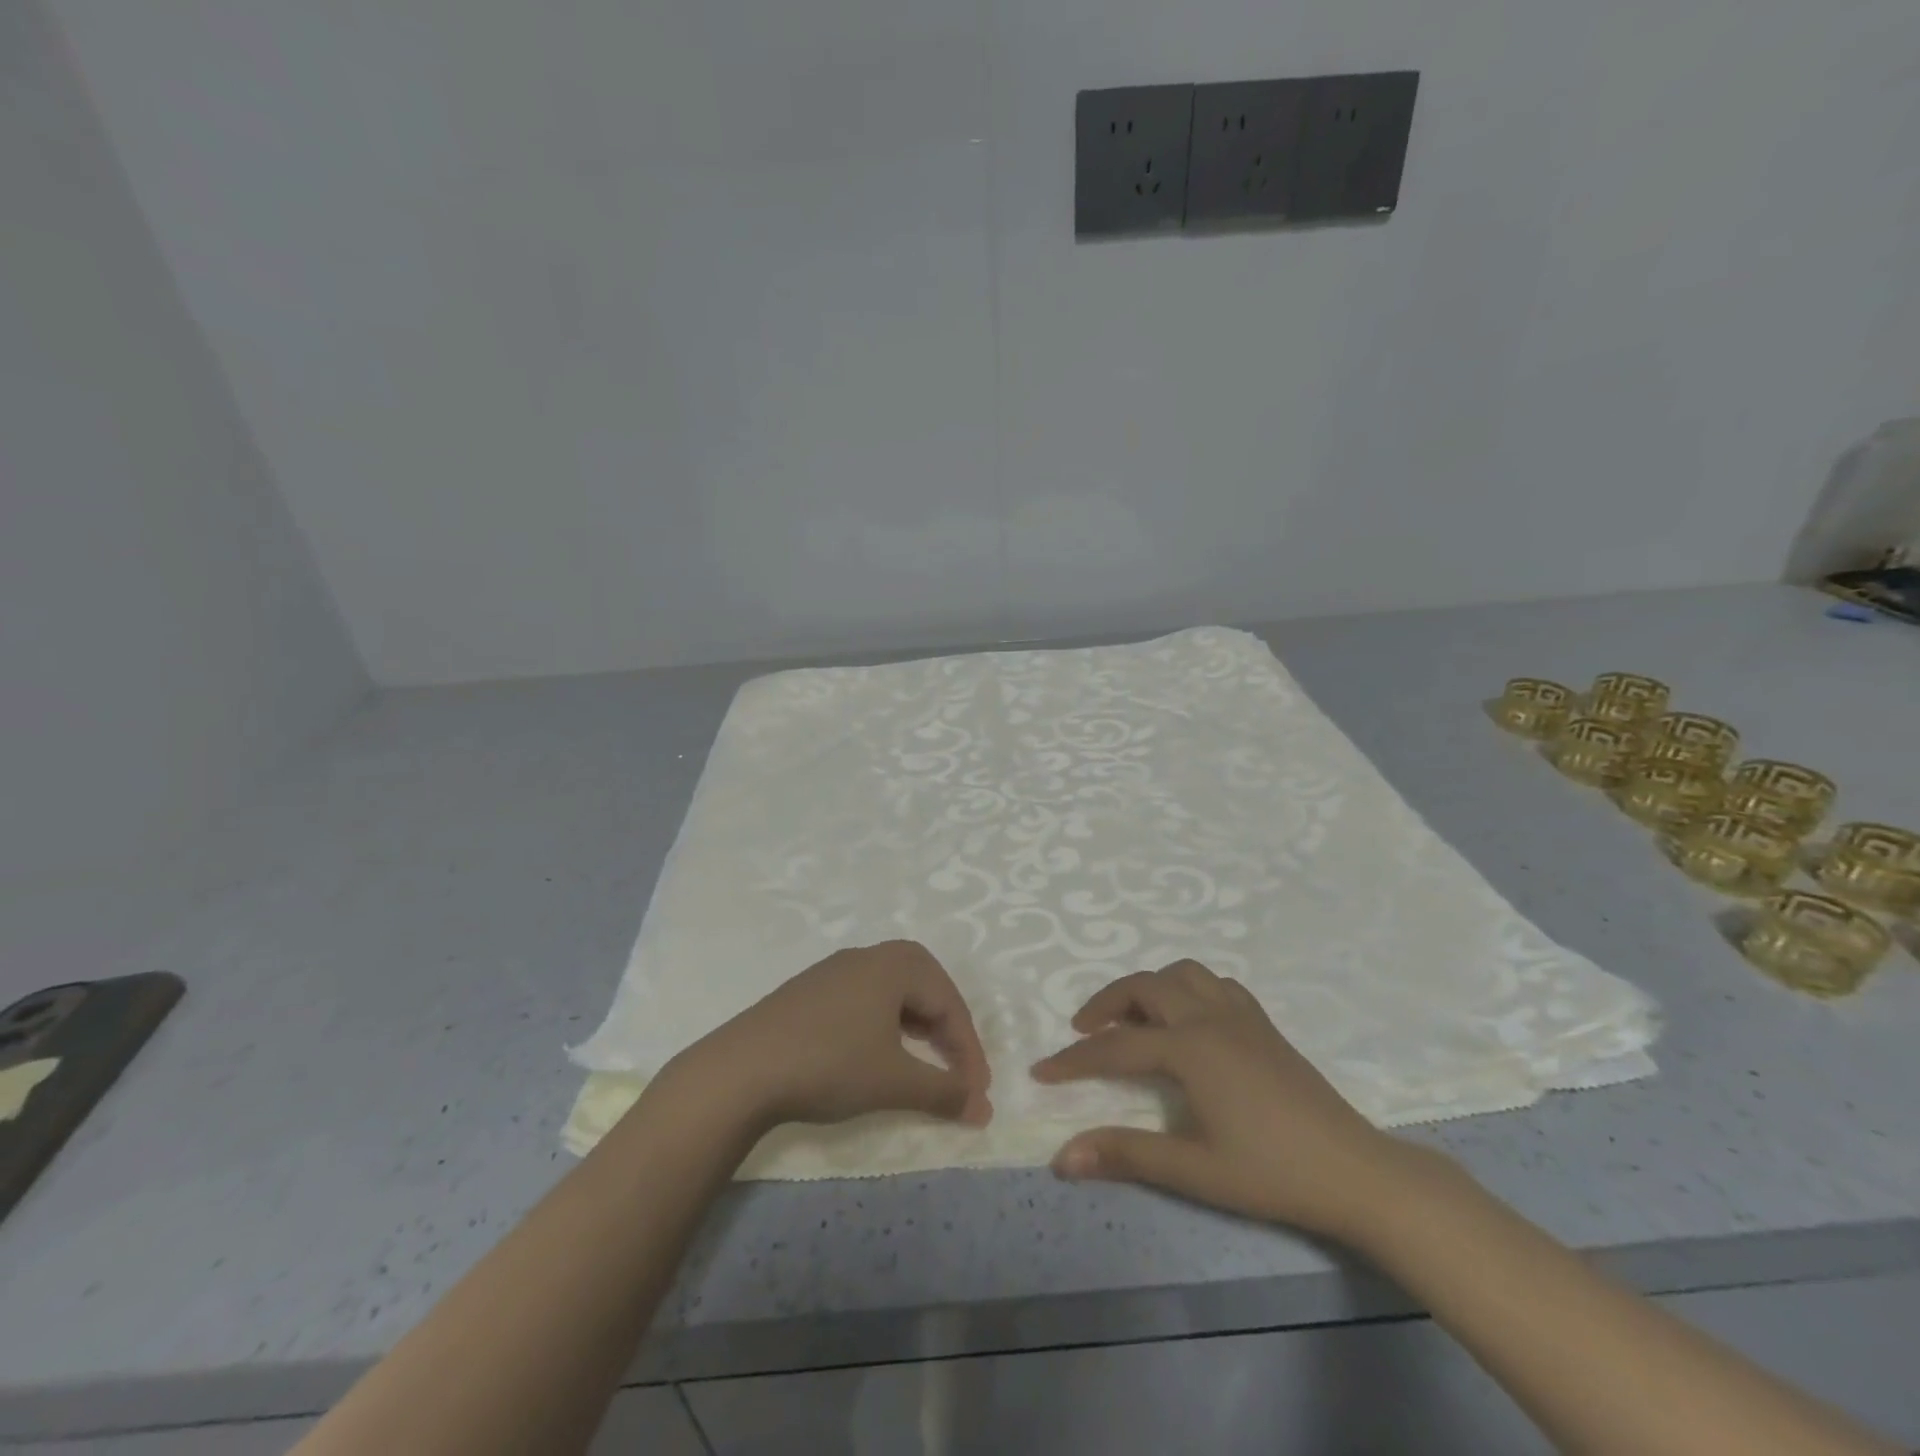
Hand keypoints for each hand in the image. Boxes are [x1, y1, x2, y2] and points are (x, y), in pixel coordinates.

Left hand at [666, 941, 993, 1133]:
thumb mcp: (894, 1081)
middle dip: (946, 1031)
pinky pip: (865, 999)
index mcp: (896, 963)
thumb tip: (985, 1110)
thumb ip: (944, 1092)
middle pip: (925, 988)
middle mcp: (869, 956)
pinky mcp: (810, 990)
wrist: (741, 1070)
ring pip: (894, 993)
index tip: (977, 1093)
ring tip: (921, 1063)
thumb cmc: (830, 1064)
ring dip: (916, 1027)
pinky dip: (884, 1025)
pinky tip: (875, 1053)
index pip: (949, 1003)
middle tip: (956, 1071)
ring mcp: (834, 970)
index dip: (969, 1050)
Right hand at [1031, 959, 1424, 1240]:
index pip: (1116, 1047)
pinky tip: (1189, 1018)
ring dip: (1149, 987)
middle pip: (1144, 988)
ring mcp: (1241, 1015)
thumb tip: (1062, 1157)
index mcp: (1190, 1048)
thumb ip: (1126, 1155)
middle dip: (1106, 1004)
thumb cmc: (1272, 1173)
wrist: (1356, 1172)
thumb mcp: (1194, 1170)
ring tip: (1134, 1019)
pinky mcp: (1263, 1023)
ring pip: (1182, 973)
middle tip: (1084, 1032)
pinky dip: (1189, 988)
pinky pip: (1216, 984)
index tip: (1041, 1071)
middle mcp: (1210, 1017)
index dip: (1075, 1060)